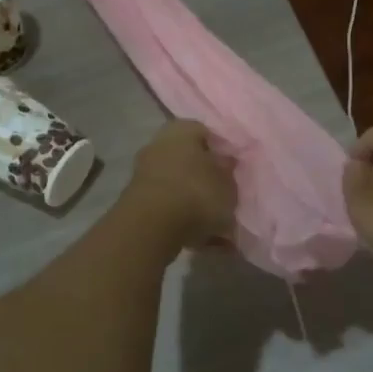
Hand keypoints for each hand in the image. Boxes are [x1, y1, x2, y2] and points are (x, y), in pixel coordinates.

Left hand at [122, 120, 236, 249]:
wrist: (151, 227)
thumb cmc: (196, 193)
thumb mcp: (227, 183)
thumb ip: (228, 172)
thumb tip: (225, 163)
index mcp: (181, 130)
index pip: (206, 133)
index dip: (222, 151)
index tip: (234, 169)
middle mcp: (159, 145)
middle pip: (190, 161)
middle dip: (208, 180)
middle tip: (227, 197)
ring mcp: (145, 174)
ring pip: (180, 187)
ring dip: (197, 204)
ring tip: (220, 226)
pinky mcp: (138, 203)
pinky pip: (169, 209)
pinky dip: (185, 221)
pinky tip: (205, 240)